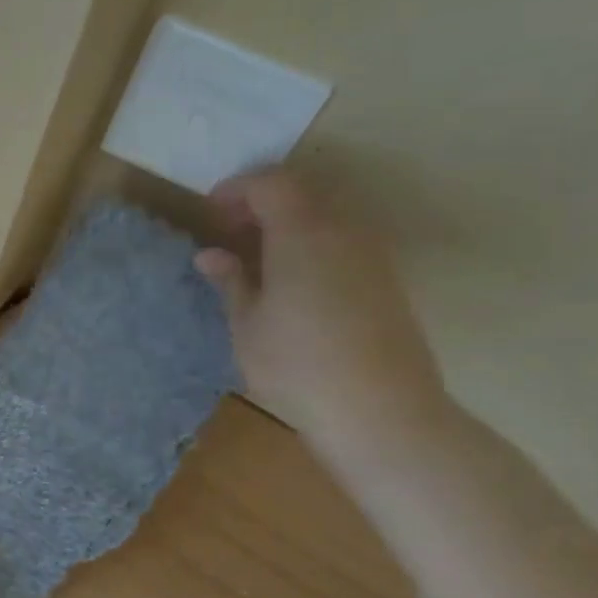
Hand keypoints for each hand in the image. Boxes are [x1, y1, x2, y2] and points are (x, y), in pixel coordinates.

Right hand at [194, 168, 448, 456]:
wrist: (382, 415)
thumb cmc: (298, 367)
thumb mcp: (247, 325)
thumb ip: (231, 281)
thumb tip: (211, 254)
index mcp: (303, 233)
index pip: (270, 183)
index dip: (236, 189)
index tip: (211, 212)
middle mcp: (343, 232)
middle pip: (301, 193)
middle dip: (261, 203)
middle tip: (229, 233)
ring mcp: (371, 255)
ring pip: (324, 217)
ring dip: (287, 225)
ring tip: (256, 259)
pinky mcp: (386, 281)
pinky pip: (342, 242)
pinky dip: (311, 245)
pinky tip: (292, 282)